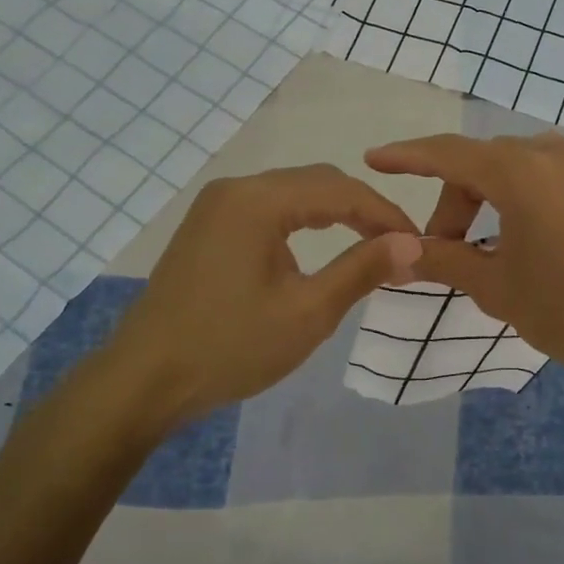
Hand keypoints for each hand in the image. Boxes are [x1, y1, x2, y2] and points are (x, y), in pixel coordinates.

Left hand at [109, 164, 422, 427]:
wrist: (145, 380)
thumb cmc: (230, 347)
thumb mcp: (307, 313)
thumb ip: (362, 270)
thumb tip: (413, 243)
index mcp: (258, 201)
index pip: (341, 191)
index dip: (386, 214)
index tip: (419, 244)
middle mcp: (236, 189)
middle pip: (317, 183)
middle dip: (363, 210)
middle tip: (397, 246)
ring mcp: (217, 206)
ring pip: (293, 194)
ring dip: (334, 214)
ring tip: (368, 246)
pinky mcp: (208, 226)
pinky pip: (268, 209)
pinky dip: (302, 223)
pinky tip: (318, 249)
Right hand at [364, 132, 563, 389]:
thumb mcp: (496, 287)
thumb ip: (443, 260)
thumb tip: (396, 252)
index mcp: (520, 171)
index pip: (448, 153)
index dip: (407, 156)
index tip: (374, 159)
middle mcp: (554, 154)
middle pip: (484, 163)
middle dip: (455, 200)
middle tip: (444, 250)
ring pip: (519, 168)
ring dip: (490, 198)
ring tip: (487, 247)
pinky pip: (551, 177)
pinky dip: (524, 198)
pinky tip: (529, 241)